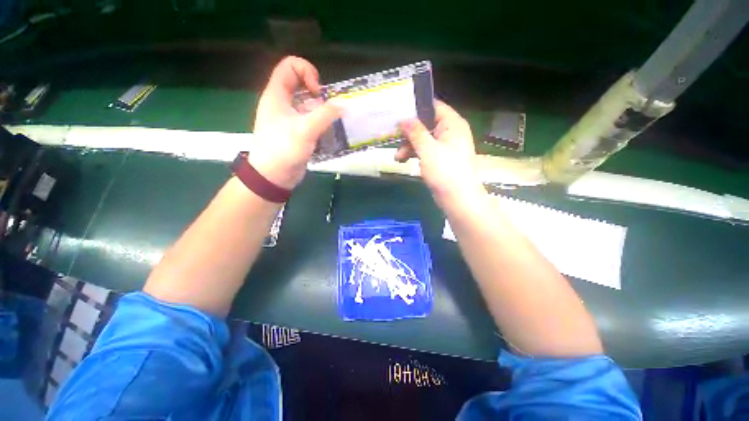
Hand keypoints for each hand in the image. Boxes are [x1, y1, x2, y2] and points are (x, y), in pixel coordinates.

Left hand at [250, 56, 340, 189]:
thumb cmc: (284, 149)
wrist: (274, 175)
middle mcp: (281, 103)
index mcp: (276, 94)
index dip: (306, 71)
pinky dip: (319, 121)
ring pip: (306, 102)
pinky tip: (327, 132)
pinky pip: (309, 118)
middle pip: (299, 83)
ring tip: (330, 121)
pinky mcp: (296, 131)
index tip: (318, 92)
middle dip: (316, 91)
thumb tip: (343, 106)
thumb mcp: (305, 129)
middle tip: (326, 107)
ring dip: (320, 108)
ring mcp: (289, 117)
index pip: (289, 66)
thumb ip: (325, 115)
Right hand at [395, 100, 484, 206]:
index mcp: (452, 124)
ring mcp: (445, 147)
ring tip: (397, 157)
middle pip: (426, 124)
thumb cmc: (445, 171)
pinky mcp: (440, 159)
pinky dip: (415, 154)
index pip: (434, 106)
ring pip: (424, 139)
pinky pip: (426, 151)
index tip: (398, 113)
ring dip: (409, 146)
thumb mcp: (428, 150)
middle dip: (409, 132)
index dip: (416, 108)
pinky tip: (404, 161)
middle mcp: (450, 132)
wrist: (458, 199)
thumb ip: (416, 132)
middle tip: (394, 138)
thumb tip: (404, 118)